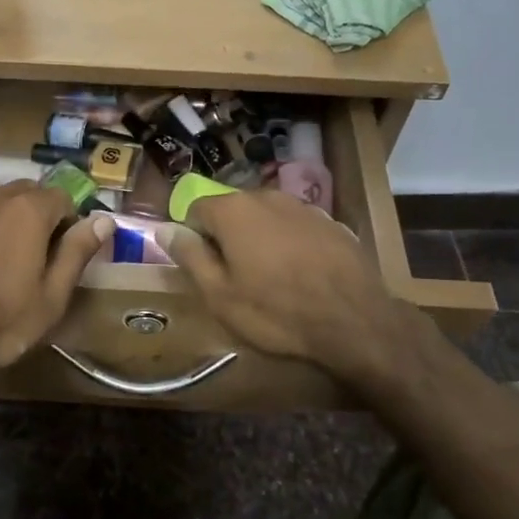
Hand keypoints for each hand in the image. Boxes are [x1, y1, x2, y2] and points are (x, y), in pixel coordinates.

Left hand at [0, 182, 110, 386]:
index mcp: (29, 211)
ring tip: (2, 260)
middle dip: (38, 216)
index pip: (63, 198)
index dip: (68, 223)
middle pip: (27, 194)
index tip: (63, 253)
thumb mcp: (51, 296)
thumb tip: (103, 220)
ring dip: (6, 221)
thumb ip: (77, 252)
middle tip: (35, 256)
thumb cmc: (0, 322)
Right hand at [171, 189, 437, 393]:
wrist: (355, 321)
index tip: (202, 267)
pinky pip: (295, 228)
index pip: (195, 208)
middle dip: (227, 236)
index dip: (193, 237)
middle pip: (232, 210)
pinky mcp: (332, 223)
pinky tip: (300, 275)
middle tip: (234, 276)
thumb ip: (190, 256)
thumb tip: (164, 229)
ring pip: (266, 217)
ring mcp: (303, 207)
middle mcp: (266, 196)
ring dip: (259, 239)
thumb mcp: (219, 294)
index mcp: (233, 210)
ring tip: (269, 277)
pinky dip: (289, 244)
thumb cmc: (275, 311)